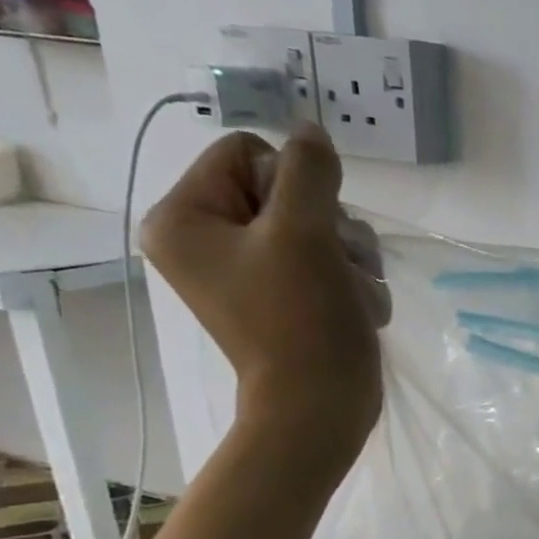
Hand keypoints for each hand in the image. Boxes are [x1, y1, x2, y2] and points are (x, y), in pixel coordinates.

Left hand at [142, 125, 387, 469]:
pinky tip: (354, 309)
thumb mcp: (306, 230)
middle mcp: (208, 241)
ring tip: (351, 294)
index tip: (306, 230)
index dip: (294, 184)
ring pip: (318, 228)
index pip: (248, 153)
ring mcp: (249, 272)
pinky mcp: (283, 297)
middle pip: (288, 192)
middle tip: (337, 266)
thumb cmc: (302, 319)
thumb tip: (311, 131)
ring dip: (351, 258)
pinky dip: (350, 283)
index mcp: (184, 218)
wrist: (321, 407)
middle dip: (330, 228)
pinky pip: (326, 262)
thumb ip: (309, 169)